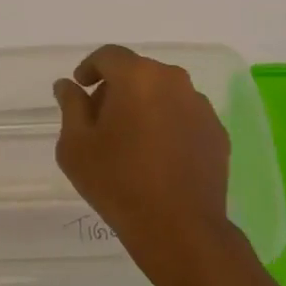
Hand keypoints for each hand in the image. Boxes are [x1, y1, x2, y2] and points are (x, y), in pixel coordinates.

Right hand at [53, 46, 243, 285]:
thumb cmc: (119, 182)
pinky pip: (184, 116)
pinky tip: (159, 156)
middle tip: (101, 120)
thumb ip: (71, 106)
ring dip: (145, 106)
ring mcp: (200, 106)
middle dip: (117, 89)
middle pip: (138, 72)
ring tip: (131, 141)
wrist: (180, 230)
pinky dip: (168, 125)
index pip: (109, 55)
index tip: (80, 88)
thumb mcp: (76, 145)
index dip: (90, 67)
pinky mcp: (217, 131)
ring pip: (163, 93)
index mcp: (137, 76)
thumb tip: (68, 85)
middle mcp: (173, 80)